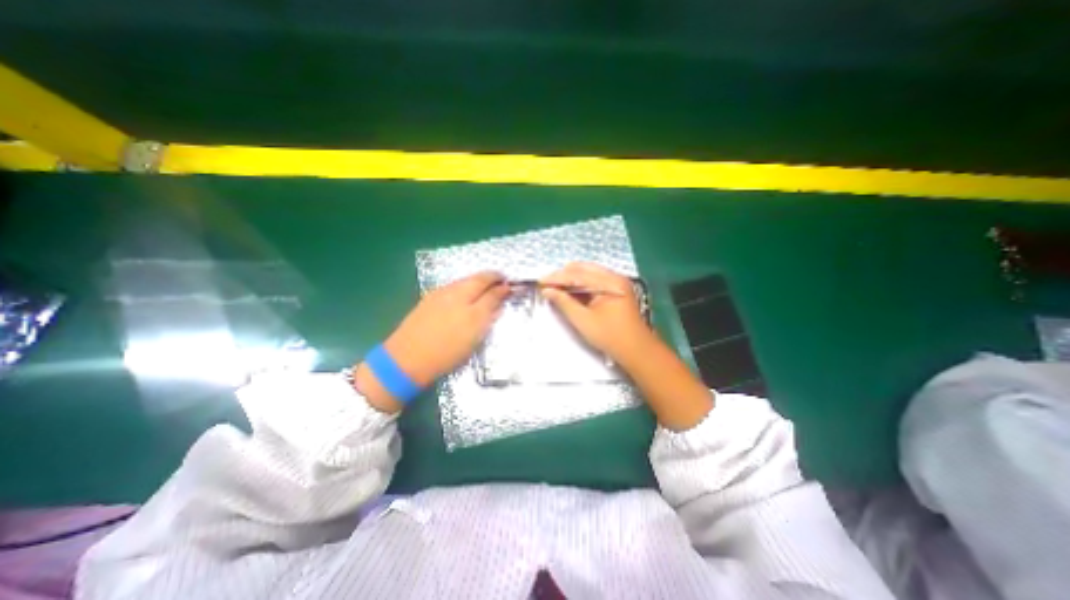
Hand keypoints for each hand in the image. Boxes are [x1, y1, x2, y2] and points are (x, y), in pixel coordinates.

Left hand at [379, 272, 508, 384]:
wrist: (407, 359)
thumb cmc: (446, 353)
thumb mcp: (474, 337)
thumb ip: (489, 315)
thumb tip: (499, 301)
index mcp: (470, 304)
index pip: (491, 289)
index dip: (502, 286)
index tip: (510, 286)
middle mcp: (455, 293)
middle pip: (477, 279)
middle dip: (491, 277)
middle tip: (501, 279)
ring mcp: (440, 294)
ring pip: (464, 281)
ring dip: (478, 280)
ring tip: (485, 285)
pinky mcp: (429, 299)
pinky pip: (453, 286)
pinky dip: (464, 285)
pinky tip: (465, 292)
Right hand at [546, 263, 652, 364]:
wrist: (636, 350)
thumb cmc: (610, 336)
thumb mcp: (583, 320)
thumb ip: (564, 303)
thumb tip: (548, 291)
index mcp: (610, 283)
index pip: (578, 274)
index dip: (557, 278)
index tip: (541, 282)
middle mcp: (615, 278)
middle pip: (584, 269)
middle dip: (563, 275)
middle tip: (546, 283)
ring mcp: (617, 283)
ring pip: (589, 274)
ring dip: (571, 279)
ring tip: (554, 286)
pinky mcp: (616, 290)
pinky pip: (595, 281)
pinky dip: (580, 285)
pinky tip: (569, 290)